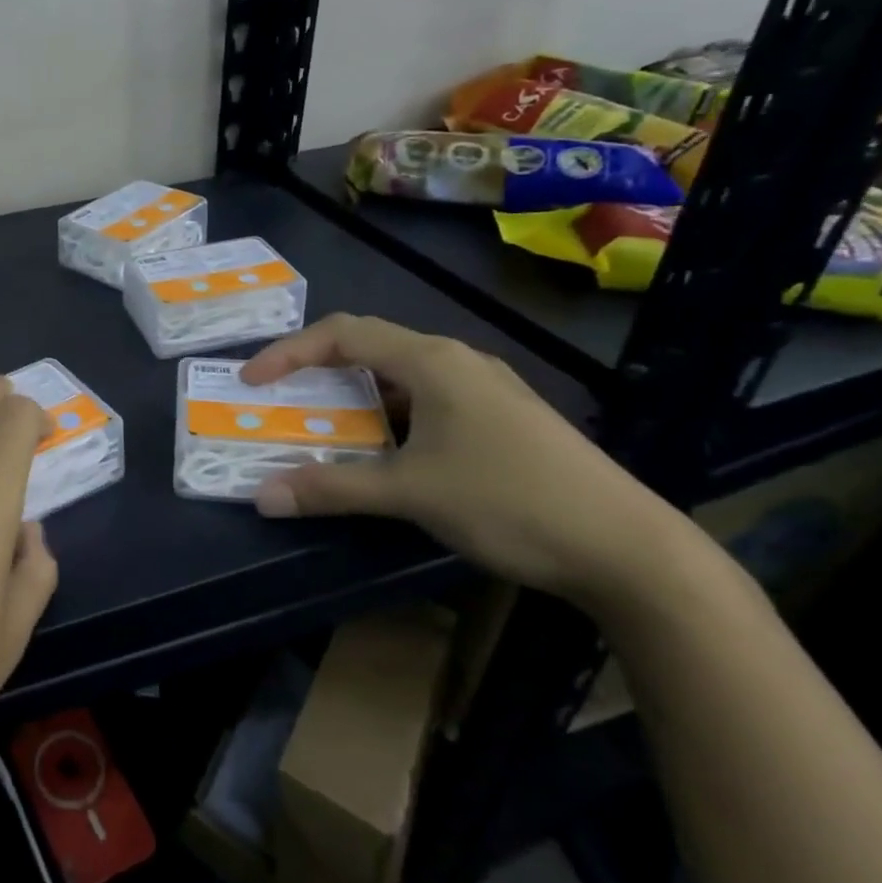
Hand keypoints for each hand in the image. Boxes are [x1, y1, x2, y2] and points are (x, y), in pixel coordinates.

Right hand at [242, 315, 693, 610]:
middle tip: (282, 402)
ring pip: (401, 376)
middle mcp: (458, 361)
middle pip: (371, 347)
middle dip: (318, 371)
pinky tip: (387, 451)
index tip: (252, 382)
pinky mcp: (503, 417)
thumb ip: (332, 489)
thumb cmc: (510, 502)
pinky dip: (389, 415)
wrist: (629, 548)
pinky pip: (428, 400)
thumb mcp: (410, 494)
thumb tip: (261, 497)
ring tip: (325, 427)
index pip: (344, 334)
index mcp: (433, 361)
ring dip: (355, 396)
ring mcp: (486, 388)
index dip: (289, 352)